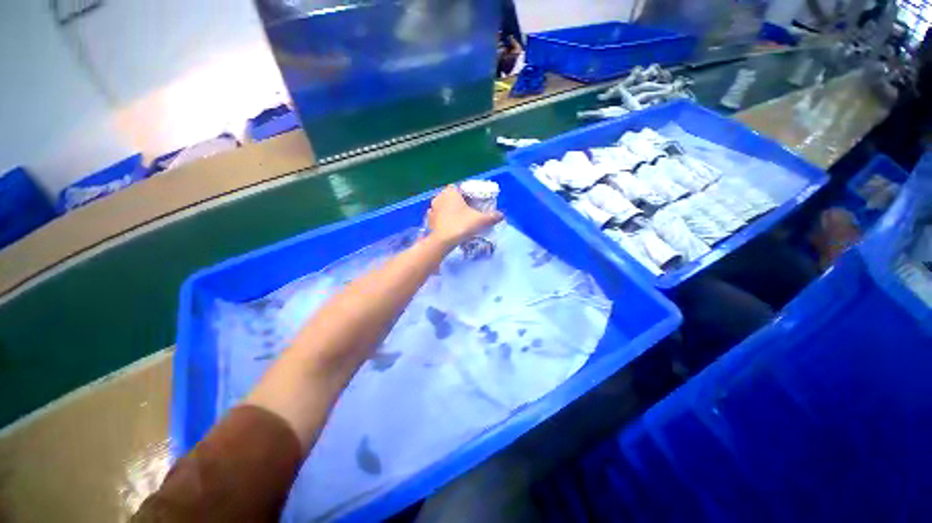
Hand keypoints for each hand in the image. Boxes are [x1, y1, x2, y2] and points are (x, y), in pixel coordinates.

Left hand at [426, 186, 502, 248]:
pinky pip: (438, 215)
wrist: (443, 241)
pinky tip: (450, 225)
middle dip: (459, 202)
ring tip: (460, 219)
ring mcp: (432, 208)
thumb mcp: (480, 220)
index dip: (467, 193)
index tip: (474, 201)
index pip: (460, 187)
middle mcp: (439, 196)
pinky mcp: (429, 219)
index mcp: (451, 191)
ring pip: (444, 206)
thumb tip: (501, 215)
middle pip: (451, 196)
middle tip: (469, 211)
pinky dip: (444, 218)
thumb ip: (492, 216)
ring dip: (450, 210)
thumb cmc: (461, 225)